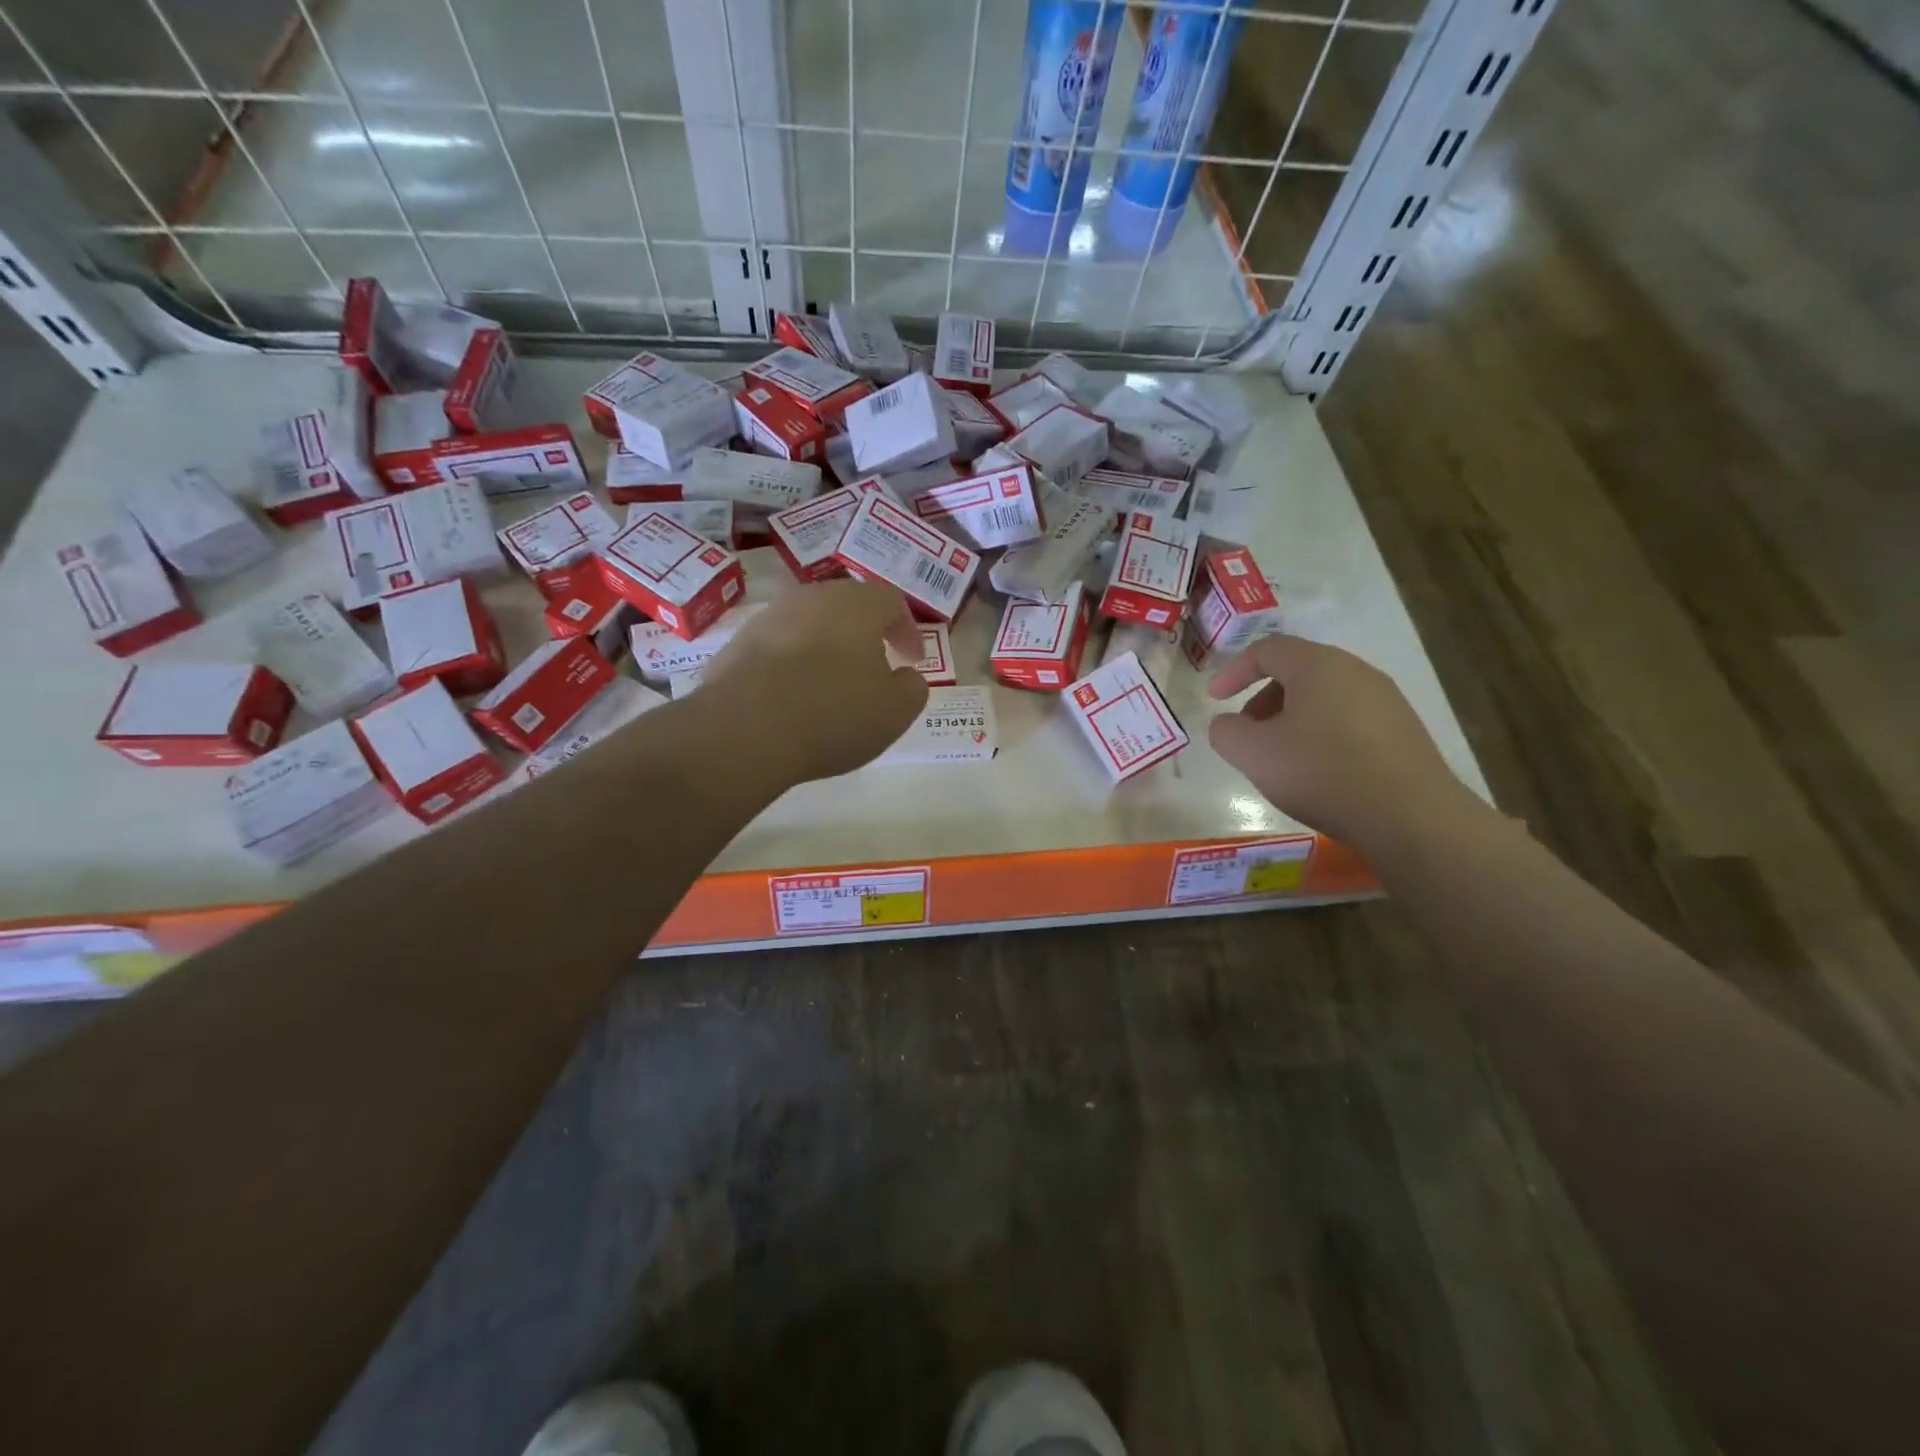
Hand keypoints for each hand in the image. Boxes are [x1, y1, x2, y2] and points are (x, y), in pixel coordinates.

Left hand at [700, 579, 929, 785]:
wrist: (744, 730)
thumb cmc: (833, 714)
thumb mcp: (895, 711)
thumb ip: (912, 688)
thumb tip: (906, 676)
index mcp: (856, 604)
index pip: (891, 601)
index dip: (907, 630)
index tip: (913, 660)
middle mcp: (811, 598)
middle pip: (847, 605)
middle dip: (865, 634)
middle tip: (875, 666)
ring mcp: (768, 617)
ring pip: (809, 625)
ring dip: (826, 648)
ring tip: (832, 685)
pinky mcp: (736, 644)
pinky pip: (778, 648)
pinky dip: (793, 665)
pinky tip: (793, 698)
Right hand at [1207, 635, 1474, 852]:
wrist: (1409, 816)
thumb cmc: (1321, 772)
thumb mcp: (1253, 753)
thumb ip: (1226, 732)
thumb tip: (1228, 724)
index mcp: (1317, 665)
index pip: (1266, 650)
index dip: (1234, 671)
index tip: (1214, 700)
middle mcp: (1356, 670)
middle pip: (1297, 670)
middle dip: (1262, 697)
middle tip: (1247, 731)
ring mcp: (1386, 699)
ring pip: (1325, 695)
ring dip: (1292, 717)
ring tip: (1280, 755)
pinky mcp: (1404, 729)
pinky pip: (1349, 718)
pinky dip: (1322, 732)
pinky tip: (1318, 770)